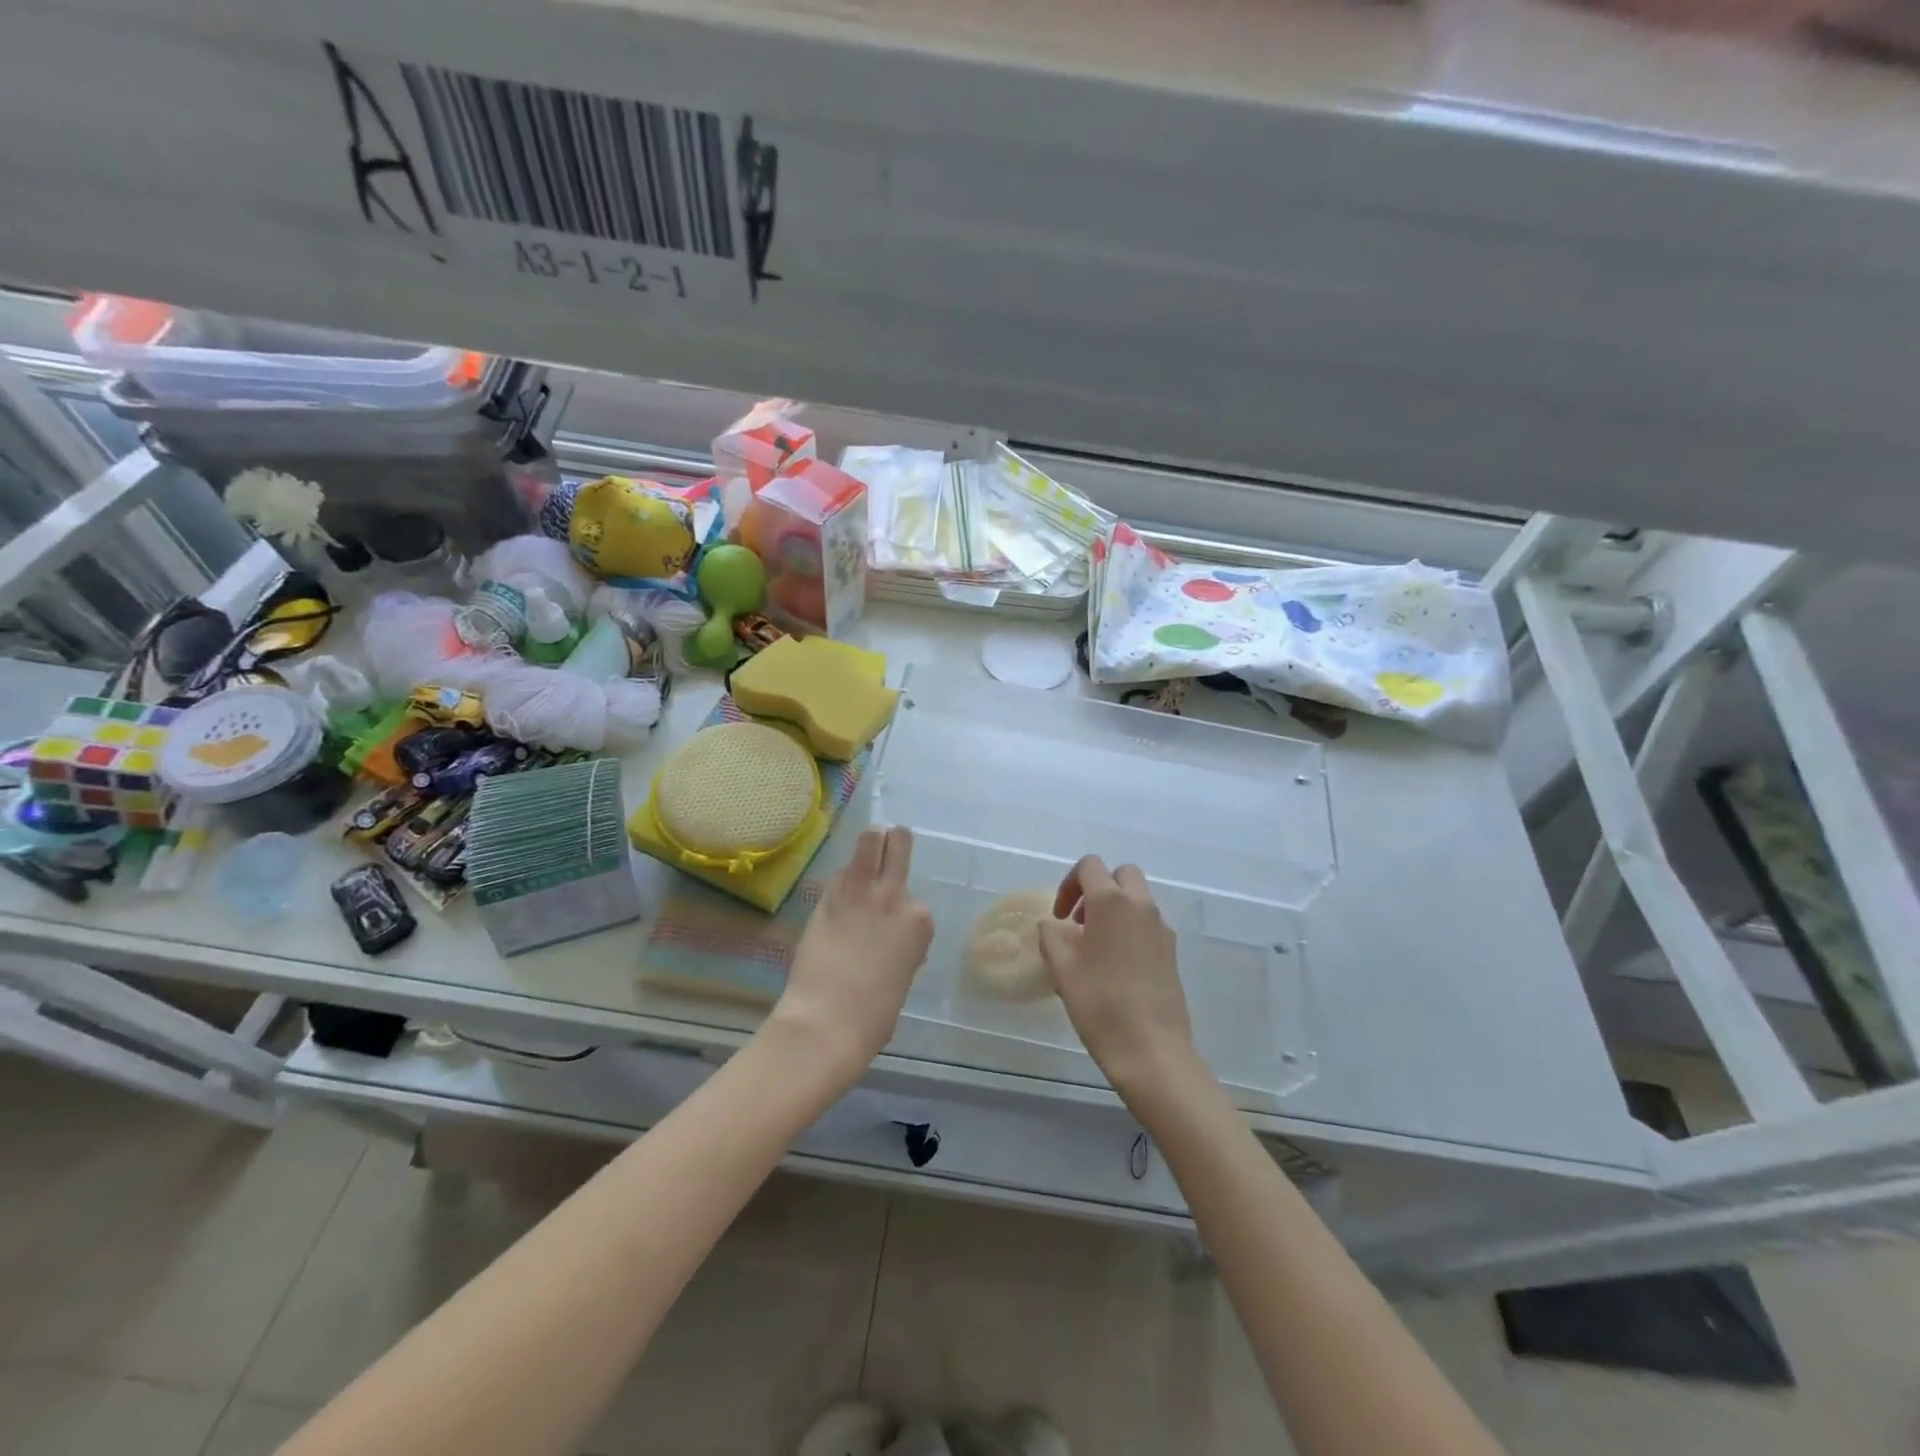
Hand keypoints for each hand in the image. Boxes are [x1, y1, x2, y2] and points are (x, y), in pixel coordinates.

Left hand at [771, 826, 933, 1083]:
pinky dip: (840, 878)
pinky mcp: (829, 895)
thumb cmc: (873, 1016)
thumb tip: (886, 941)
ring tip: (865, 847)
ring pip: (870, 839)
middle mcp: (896, 897)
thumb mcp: (902, 976)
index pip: (914, 901)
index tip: (889, 928)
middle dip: (893, 841)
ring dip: (870, 841)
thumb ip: (899, 947)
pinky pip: (839, 872)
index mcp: (920, 922)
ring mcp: (861, 891)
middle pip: (899, 843)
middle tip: (886, 846)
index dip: (900, 910)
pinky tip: (835, 893)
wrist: (829, 1021)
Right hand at [1039, 856, 1203, 1098]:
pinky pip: (1148, 924)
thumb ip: (1051, 935)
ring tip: (1095, 946)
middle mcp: (1141, 905)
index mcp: (1111, 901)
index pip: (1090, 866)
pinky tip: (1115, 966)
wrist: (1151, 1049)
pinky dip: (1130, 928)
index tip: (1059, 916)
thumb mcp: (1062, 968)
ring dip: (1115, 908)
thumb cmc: (1100, 1003)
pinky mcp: (1172, 952)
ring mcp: (1161, 928)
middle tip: (1080, 921)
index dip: (1069, 884)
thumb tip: (1052, 924)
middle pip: (1121, 874)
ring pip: (1137, 899)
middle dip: (1098, 888)